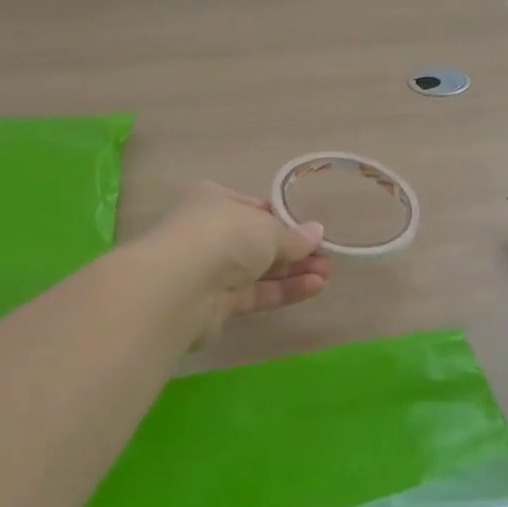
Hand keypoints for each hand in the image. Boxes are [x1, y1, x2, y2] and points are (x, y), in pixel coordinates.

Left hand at [151, 182, 333, 342]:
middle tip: (327, 256)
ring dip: (293, 271)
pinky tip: (314, 287)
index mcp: (214, 201)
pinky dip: (283, 290)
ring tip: (328, 273)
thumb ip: (293, 235)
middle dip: (294, 249)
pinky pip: (256, 293)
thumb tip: (317, 233)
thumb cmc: (223, 236)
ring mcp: (211, 270)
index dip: (283, 219)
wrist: (179, 288)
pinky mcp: (215, 305)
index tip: (310, 230)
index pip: (254, 208)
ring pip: (258, 269)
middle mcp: (210, 233)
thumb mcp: (266, 228)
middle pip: (258, 241)